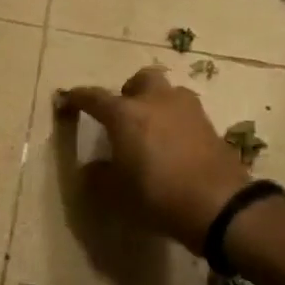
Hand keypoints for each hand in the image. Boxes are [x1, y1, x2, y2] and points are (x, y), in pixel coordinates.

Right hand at [56, 66, 250, 252]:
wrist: (218, 204)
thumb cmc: (157, 195)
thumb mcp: (116, 193)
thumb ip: (99, 175)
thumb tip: (92, 168)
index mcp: (126, 114)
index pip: (94, 98)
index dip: (77, 98)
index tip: (66, 100)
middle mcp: (156, 101)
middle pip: (141, 80)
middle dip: (129, 92)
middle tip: (123, 115)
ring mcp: (188, 110)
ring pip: (168, 93)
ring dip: (157, 104)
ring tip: (152, 130)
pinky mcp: (210, 125)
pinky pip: (186, 114)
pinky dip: (176, 122)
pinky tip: (174, 146)